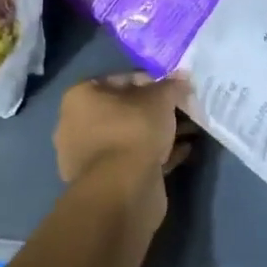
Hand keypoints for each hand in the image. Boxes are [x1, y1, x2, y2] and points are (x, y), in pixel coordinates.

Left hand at [54, 72, 189, 185]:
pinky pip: (134, 159)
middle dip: (155, 110)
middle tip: (183, 110)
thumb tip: (182, 76)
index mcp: (80, 97)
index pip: (119, 79)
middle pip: (124, 110)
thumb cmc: (134, 131)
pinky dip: (157, 154)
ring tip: (190, 131)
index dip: (149, 81)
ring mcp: (88, 156)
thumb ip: (171, 86)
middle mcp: (76, 124)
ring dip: (158, 133)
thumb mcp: (159, 100)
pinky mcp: (104, 181)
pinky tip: (184, 151)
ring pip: (130, 137)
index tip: (173, 88)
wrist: (123, 190)